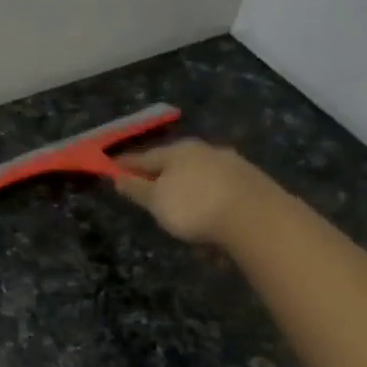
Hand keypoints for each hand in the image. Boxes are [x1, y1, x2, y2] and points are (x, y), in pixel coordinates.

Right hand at [113, 139, 279, 246]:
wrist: (254, 216)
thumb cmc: (194, 207)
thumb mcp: (157, 201)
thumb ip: (137, 189)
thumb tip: (118, 177)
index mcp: (178, 152)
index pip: (145, 157)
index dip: (127, 164)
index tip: (113, 168)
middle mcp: (205, 150)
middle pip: (175, 161)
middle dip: (161, 172)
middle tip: (147, 184)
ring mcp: (230, 164)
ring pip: (200, 172)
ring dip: (187, 184)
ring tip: (179, 201)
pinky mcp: (250, 182)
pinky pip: (219, 187)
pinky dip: (207, 195)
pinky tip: (208, 209)